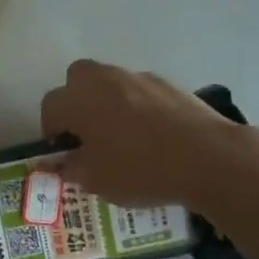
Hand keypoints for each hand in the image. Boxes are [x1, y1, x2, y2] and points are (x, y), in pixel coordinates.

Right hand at [40, 59, 249, 207]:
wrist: (208, 157)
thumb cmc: (141, 169)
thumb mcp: (97, 181)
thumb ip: (73, 168)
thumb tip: (65, 163)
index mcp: (79, 99)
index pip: (50, 107)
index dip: (52, 132)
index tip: (65, 154)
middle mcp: (104, 79)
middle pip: (77, 80)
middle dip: (76, 103)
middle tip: (88, 135)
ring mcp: (138, 78)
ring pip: (110, 84)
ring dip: (108, 103)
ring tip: (123, 138)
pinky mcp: (168, 84)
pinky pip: (140, 92)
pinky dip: (138, 107)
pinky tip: (153, 136)